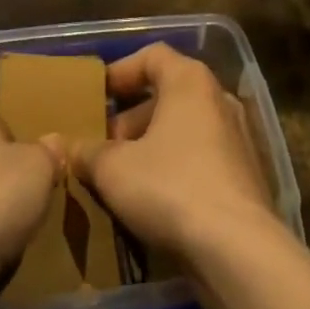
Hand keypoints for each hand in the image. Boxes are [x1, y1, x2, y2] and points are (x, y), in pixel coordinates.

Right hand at [68, 44, 274, 259]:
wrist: (240, 252)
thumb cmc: (172, 188)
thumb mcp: (114, 170)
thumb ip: (86, 153)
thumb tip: (63, 147)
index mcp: (189, 80)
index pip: (152, 56)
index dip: (121, 71)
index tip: (97, 95)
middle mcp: (217, 98)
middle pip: (167, 95)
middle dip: (131, 119)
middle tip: (104, 146)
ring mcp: (238, 138)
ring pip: (185, 130)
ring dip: (152, 147)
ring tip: (123, 178)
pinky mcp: (247, 177)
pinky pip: (203, 160)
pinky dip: (177, 170)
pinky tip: (154, 203)